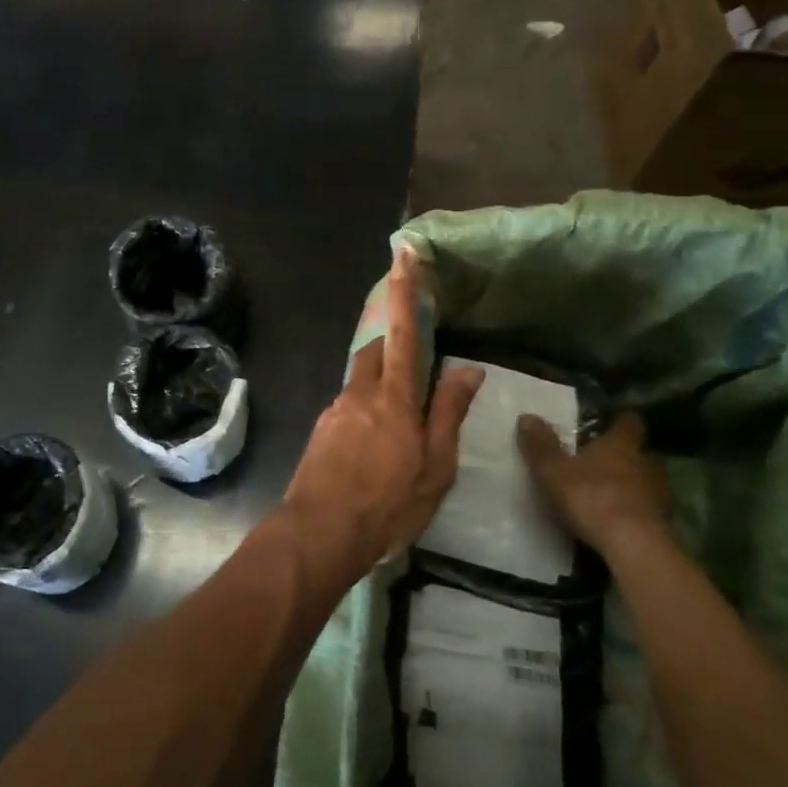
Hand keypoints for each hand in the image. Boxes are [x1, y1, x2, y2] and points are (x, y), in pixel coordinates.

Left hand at [282, 247, 483, 582]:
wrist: (319, 532)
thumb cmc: (387, 504)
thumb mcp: (435, 467)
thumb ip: (448, 413)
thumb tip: (468, 369)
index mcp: (393, 397)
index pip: (403, 331)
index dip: (405, 291)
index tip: (403, 253)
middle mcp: (360, 392)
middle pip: (376, 350)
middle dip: (394, 344)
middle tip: (416, 366)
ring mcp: (336, 410)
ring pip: (361, 379)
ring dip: (381, 383)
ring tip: (401, 422)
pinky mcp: (322, 429)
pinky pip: (349, 405)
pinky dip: (367, 410)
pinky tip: (375, 446)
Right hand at [518, 412, 671, 556]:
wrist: (634, 548)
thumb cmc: (592, 498)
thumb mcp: (553, 471)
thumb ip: (541, 445)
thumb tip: (527, 417)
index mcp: (622, 444)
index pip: (629, 422)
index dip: (620, 421)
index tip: (611, 423)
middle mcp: (647, 463)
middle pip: (641, 453)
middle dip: (626, 457)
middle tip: (604, 462)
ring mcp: (661, 495)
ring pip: (648, 482)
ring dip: (634, 486)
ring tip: (612, 494)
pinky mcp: (666, 525)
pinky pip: (650, 510)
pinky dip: (638, 512)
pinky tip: (621, 522)